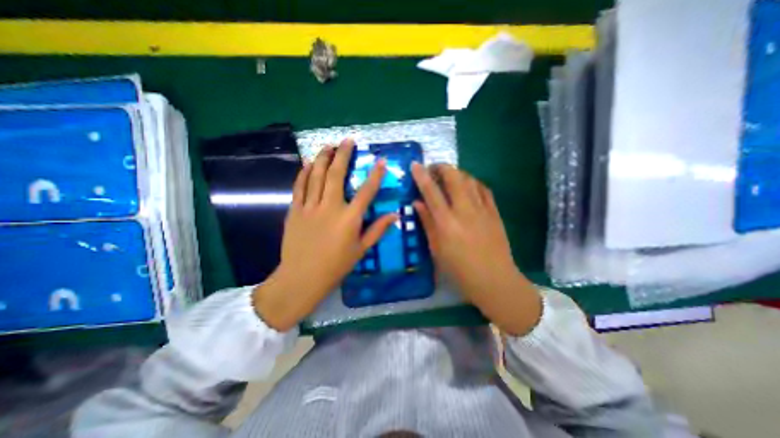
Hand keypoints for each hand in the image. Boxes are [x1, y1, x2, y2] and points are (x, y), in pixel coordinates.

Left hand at [254, 139, 395, 329]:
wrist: (302, 277)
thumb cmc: (335, 266)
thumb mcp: (361, 250)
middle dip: (343, 155)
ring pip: (316, 176)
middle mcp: (331, 208)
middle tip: (347, 140)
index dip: (375, 175)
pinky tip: (309, 163)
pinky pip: (300, 187)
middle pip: (337, 175)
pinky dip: (304, 173)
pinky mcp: (295, 210)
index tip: (380, 161)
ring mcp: (310, 207)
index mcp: (350, 219)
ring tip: (328, 145)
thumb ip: (378, 230)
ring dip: (323, 158)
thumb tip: (395, 215)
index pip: (366, 191)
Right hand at [408, 165, 544, 334]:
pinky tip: (467, 186)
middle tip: (433, 169)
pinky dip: (472, 182)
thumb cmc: (459, 269)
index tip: (415, 164)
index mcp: (446, 222)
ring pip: (469, 179)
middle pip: (454, 177)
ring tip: (448, 177)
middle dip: (442, 167)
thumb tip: (417, 203)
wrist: (493, 279)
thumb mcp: (437, 248)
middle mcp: (464, 210)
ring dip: (457, 173)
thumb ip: (427, 223)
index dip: (422, 176)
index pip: (431, 192)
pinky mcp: (494, 212)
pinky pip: (483, 189)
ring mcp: (482, 209)